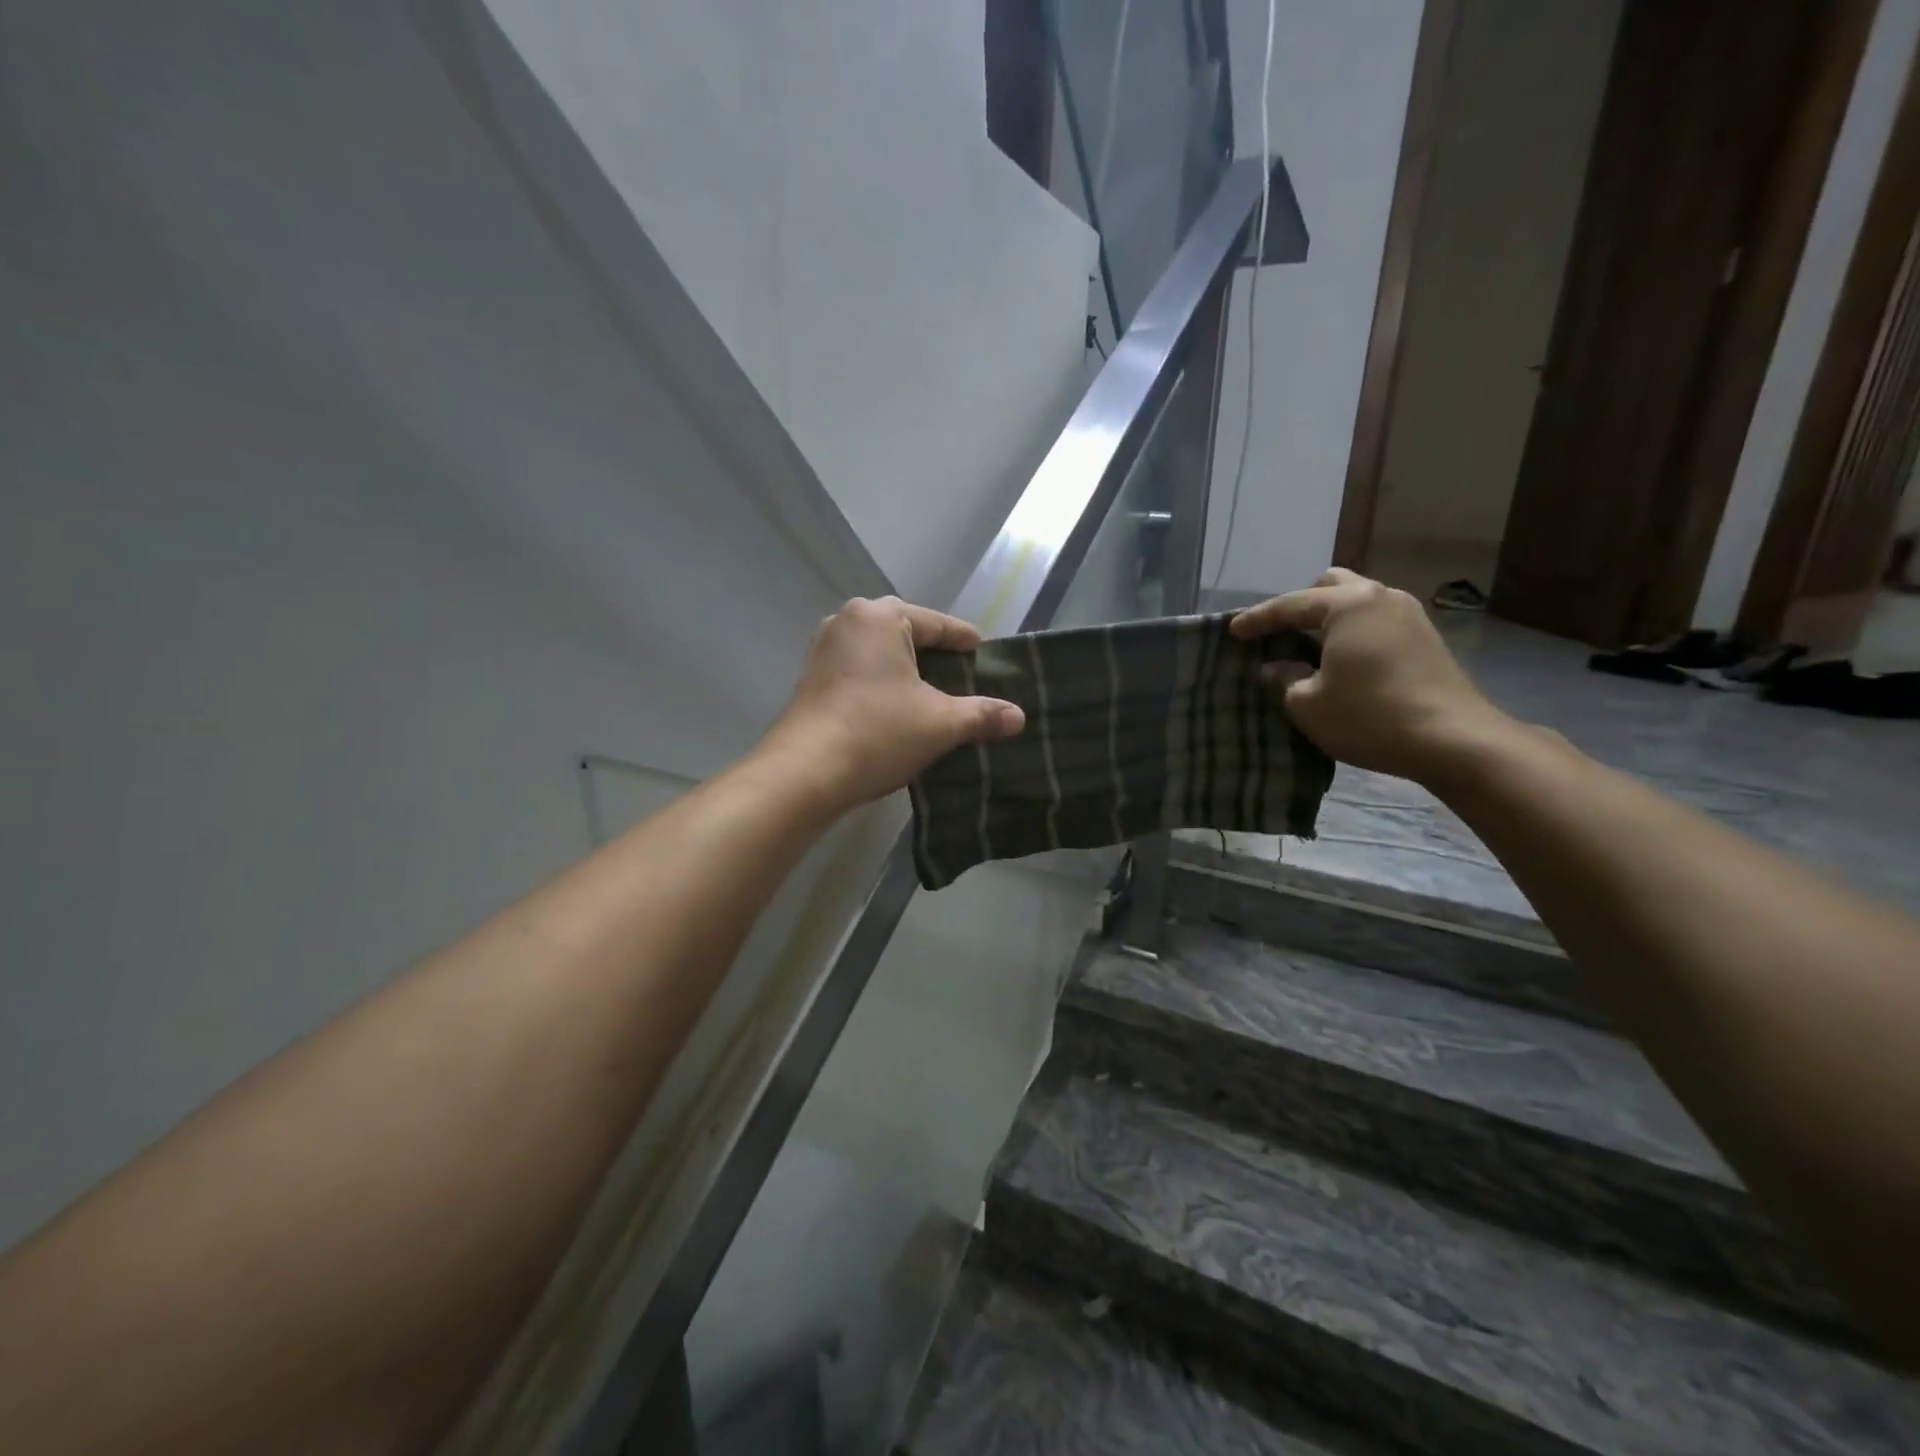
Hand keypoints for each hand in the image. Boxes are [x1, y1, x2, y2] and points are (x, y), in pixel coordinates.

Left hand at [761, 596, 1024, 811]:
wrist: (804, 773)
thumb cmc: (878, 732)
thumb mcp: (940, 723)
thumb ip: (982, 714)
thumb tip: (1019, 717)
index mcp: (880, 616)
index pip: (937, 624)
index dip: (965, 641)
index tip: (985, 655)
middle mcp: (847, 621)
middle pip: (906, 634)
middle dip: (935, 656)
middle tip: (963, 678)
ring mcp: (823, 649)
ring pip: (880, 654)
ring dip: (907, 672)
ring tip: (933, 695)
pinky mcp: (811, 679)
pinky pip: (859, 671)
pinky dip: (882, 685)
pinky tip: (897, 709)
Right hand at [1230, 568, 1510, 781]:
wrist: (1453, 740)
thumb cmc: (1369, 716)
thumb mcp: (1308, 704)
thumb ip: (1285, 679)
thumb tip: (1277, 667)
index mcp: (1348, 604)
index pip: (1290, 604)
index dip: (1257, 619)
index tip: (1232, 631)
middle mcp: (1381, 597)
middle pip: (1331, 585)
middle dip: (1300, 604)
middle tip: (1278, 633)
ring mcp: (1409, 615)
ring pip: (1357, 602)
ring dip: (1329, 619)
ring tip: (1308, 647)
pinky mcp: (1426, 639)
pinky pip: (1375, 622)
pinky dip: (1352, 632)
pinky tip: (1342, 660)